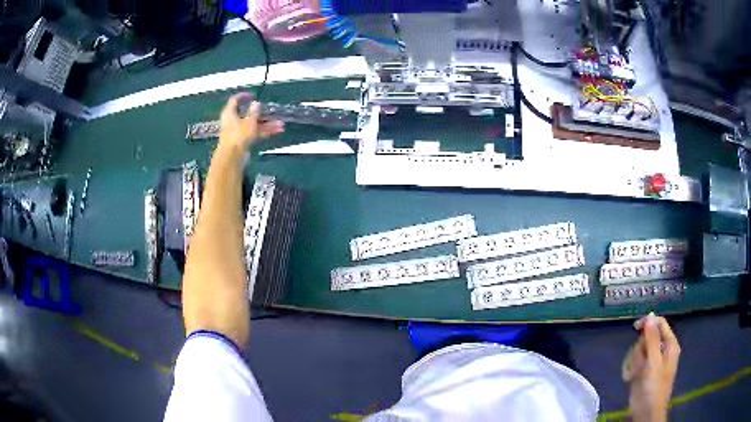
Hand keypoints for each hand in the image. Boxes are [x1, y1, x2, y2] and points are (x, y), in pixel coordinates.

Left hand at [219, 93, 284, 151]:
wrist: (232, 158)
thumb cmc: (238, 136)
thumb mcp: (249, 121)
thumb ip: (254, 112)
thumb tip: (256, 104)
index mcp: (230, 113)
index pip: (235, 100)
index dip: (243, 96)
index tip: (253, 95)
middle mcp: (233, 121)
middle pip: (248, 114)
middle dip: (262, 114)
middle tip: (272, 112)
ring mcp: (238, 132)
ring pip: (254, 125)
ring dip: (266, 124)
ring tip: (280, 124)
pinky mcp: (242, 141)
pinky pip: (254, 133)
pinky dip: (264, 132)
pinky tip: (276, 131)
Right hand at [623, 312, 680, 421]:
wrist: (646, 411)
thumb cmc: (654, 387)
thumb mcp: (654, 362)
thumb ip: (652, 339)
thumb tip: (649, 317)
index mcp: (669, 345)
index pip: (660, 324)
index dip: (649, 322)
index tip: (635, 327)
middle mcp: (661, 350)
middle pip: (647, 337)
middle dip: (640, 349)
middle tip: (640, 361)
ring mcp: (651, 362)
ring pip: (638, 350)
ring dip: (634, 361)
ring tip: (635, 373)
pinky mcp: (641, 371)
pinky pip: (633, 362)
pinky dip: (630, 369)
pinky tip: (631, 378)